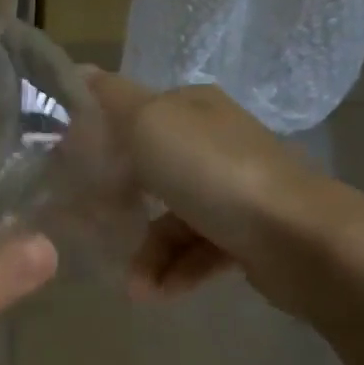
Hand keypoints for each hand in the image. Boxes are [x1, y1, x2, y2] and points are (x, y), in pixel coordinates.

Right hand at [86, 70, 363, 319]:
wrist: (298, 237)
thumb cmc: (212, 173)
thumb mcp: (149, 124)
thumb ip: (111, 101)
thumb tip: (80, 73)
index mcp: (191, 109)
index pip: (131, 117)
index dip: (97, 142)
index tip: (65, 173)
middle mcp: (213, 143)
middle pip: (147, 173)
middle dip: (117, 207)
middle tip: (89, 230)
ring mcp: (232, 190)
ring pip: (170, 222)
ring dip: (146, 255)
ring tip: (134, 287)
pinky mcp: (245, 234)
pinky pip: (196, 253)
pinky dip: (175, 272)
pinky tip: (158, 292)